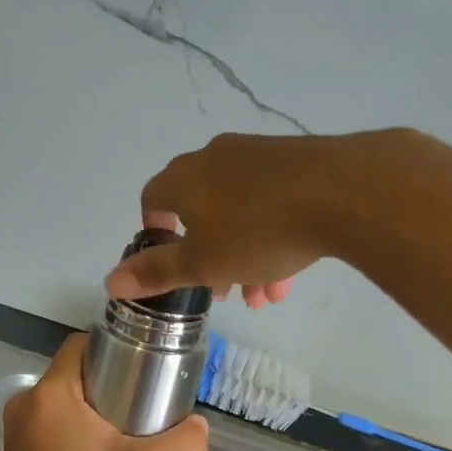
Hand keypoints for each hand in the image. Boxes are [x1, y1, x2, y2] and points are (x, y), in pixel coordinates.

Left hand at [0, 334, 208, 450]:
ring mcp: (16, 431)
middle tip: (145, 403)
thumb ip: (182, 443)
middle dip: (111, 380)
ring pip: (65, 399)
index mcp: (49, 394)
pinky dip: (77, 427)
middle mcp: (25, 404)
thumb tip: (200, 425)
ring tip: (130, 430)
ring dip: (95, 407)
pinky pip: (52, 423)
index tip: (144, 368)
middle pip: (75, 372)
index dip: (115, 348)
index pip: (81, 345)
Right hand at [105, 132, 382, 307]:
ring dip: (246, 256)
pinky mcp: (297, 161)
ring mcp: (259, 156)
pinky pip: (272, 203)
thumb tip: (110, 281)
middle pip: (202, 211)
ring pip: (241, 212)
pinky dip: (273, 236)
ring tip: (265, 295)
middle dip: (212, 257)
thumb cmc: (257, 230)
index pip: (153, 199)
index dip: (156, 232)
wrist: (342, 191)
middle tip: (226, 291)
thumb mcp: (203, 263)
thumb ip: (157, 272)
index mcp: (185, 178)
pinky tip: (290, 275)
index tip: (171, 259)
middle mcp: (217, 158)